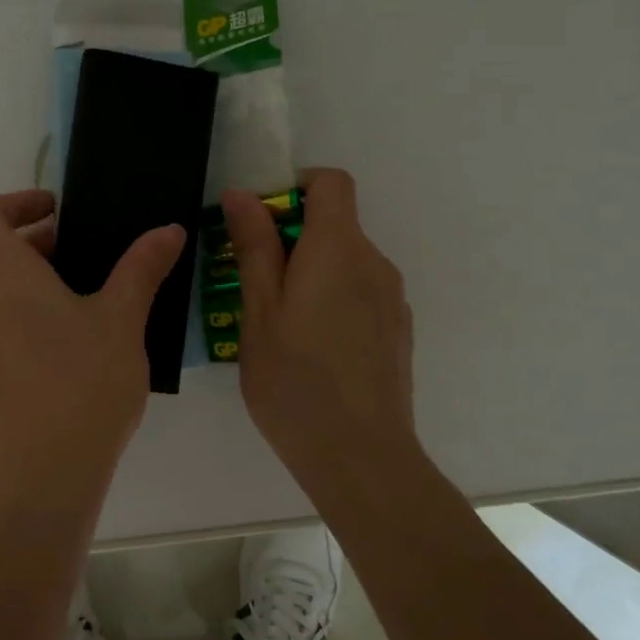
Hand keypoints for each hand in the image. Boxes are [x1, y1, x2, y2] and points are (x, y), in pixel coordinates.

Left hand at [0, 189, 185, 502]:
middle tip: (91, 257)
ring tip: (92, 304)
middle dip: (40, 246)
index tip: (57, 211)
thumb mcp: (121, 320)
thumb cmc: (81, 386)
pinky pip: (2, 334)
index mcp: (3, 278)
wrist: (40, 482)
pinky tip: (78, 354)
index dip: (13, 202)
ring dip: (37, 287)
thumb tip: (168, 229)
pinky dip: (31, 323)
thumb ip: (142, 268)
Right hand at [220, 169, 420, 497]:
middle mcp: (375, 263)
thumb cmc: (294, 380)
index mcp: (338, 249)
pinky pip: (360, 292)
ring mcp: (391, 299)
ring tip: (277, 323)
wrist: (360, 457)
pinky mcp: (396, 329)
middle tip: (252, 283)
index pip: (331, 182)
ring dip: (310, 272)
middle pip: (336, 223)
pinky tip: (311, 349)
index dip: (294, 187)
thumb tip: (242, 194)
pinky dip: (331, 299)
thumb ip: (254, 247)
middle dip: (292, 238)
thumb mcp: (259, 310)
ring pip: (345, 261)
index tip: (261, 223)